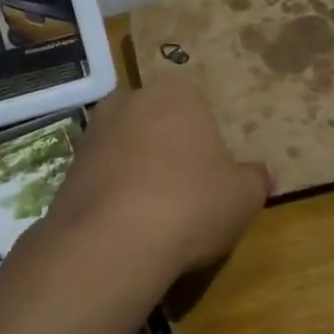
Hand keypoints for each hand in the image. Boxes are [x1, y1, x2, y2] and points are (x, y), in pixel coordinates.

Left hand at [39, 76, 271, 283]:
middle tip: (185, 192)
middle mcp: (129, 100)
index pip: (197, 108)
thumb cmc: (191, 203)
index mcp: (176, 93)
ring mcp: (93, 131)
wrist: (113, 240)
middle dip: (168, 150)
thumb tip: (265, 172)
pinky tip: (124, 225)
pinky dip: (113, 193)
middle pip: (157, 123)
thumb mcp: (243, 196)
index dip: (205, 143)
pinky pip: (101, 175)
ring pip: (126, 147)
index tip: (211, 176)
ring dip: (137, 171)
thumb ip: (255, 179)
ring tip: (153, 214)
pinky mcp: (67, 166)